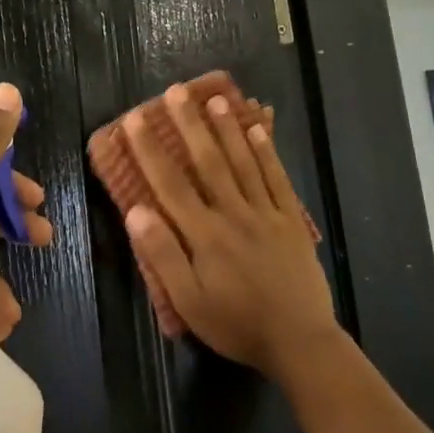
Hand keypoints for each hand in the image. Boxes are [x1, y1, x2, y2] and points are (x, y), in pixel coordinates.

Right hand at [123, 84, 342, 382]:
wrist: (298, 341)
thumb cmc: (236, 324)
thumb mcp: (188, 302)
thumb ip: (162, 255)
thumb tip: (137, 210)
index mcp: (204, 234)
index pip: (170, 183)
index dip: (150, 149)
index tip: (135, 119)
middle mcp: (234, 213)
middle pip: (208, 161)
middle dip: (189, 124)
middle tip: (176, 91)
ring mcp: (266, 213)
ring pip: (243, 162)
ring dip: (227, 129)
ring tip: (214, 99)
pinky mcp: (290, 220)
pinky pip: (277, 178)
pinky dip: (267, 152)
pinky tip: (258, 129)